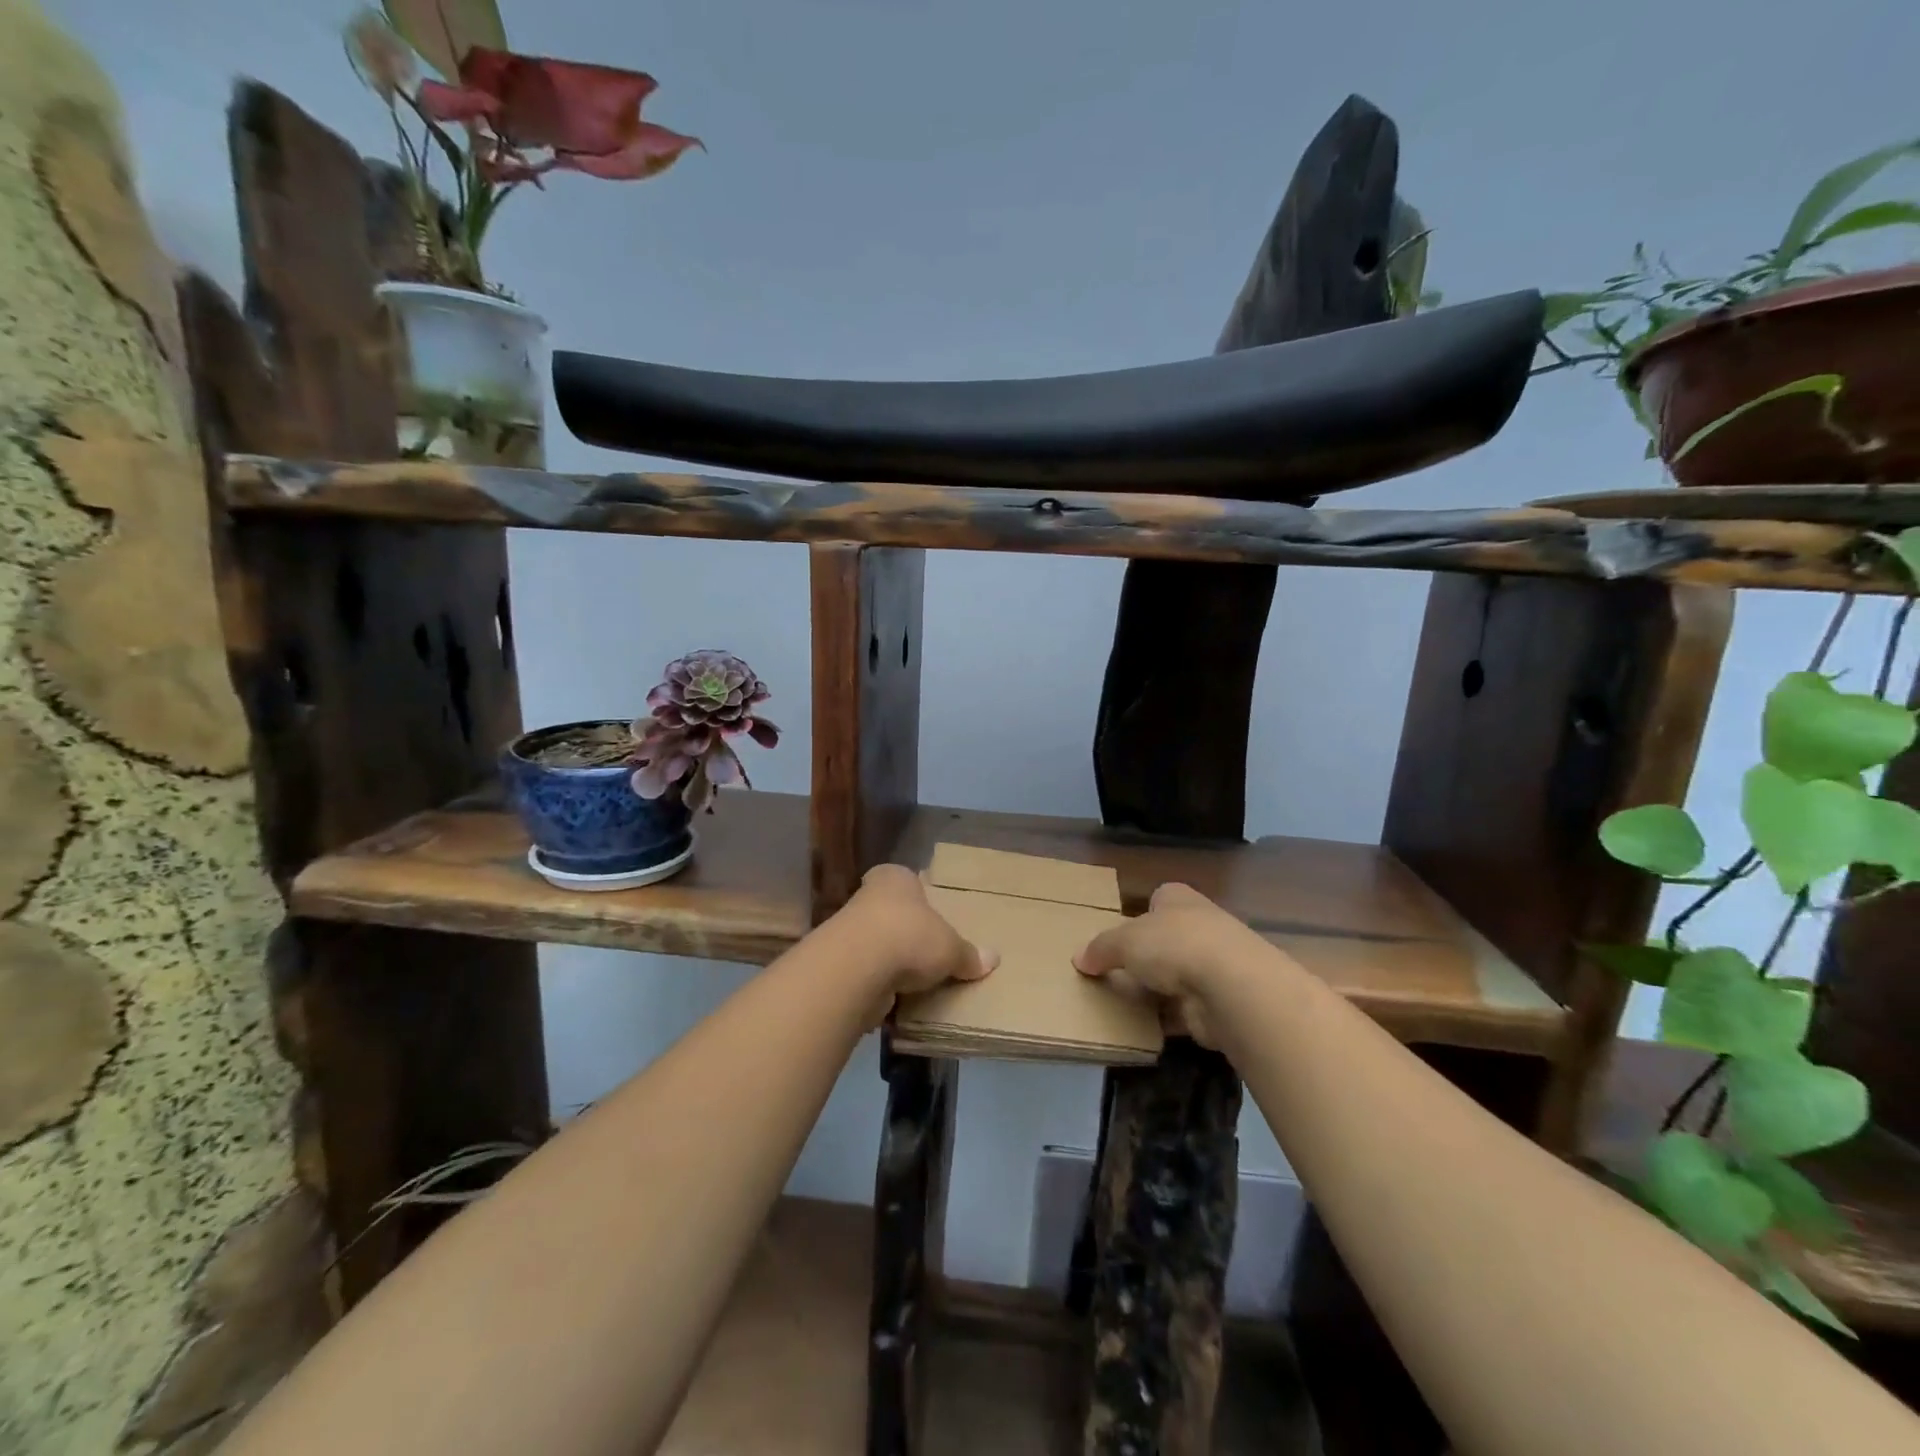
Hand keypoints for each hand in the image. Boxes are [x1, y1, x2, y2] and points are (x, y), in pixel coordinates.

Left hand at [843, 864, 997, 1003]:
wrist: (858, 968)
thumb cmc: (910, 936)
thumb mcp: (951, 947)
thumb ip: (968, 954)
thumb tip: (993, 959)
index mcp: (895, 878)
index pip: (904, 878)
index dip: (916, 894)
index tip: (927, 911)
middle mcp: (868, 897)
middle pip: (890, 911)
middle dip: (904, 929)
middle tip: (927, 948)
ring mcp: (849, 930)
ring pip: (876, 942)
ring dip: (889, 959)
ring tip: (914, 979)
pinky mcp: (840, 965)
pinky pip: (866, 972)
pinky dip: (878, 983)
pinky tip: (895, 997)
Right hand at [1073, 883, 1260, 1047]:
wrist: (1230, 987)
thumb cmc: (1174, 945)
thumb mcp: (1124, 941)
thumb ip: (1101, 948)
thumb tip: (1079, 958)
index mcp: (1179, 899)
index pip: (1160, 898)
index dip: (1142, 912)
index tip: (1123, 931)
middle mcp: (1201, 926)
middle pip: (1168, 939)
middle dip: (1147, 955)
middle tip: (1114, 971)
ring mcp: (1215, 965)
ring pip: (1177, 976)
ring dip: (1157, 990)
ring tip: (1122, 1002)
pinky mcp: (1219, 1002)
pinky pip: (1184, 1009)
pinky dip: (1167, 1018)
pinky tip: (1144, 1027)